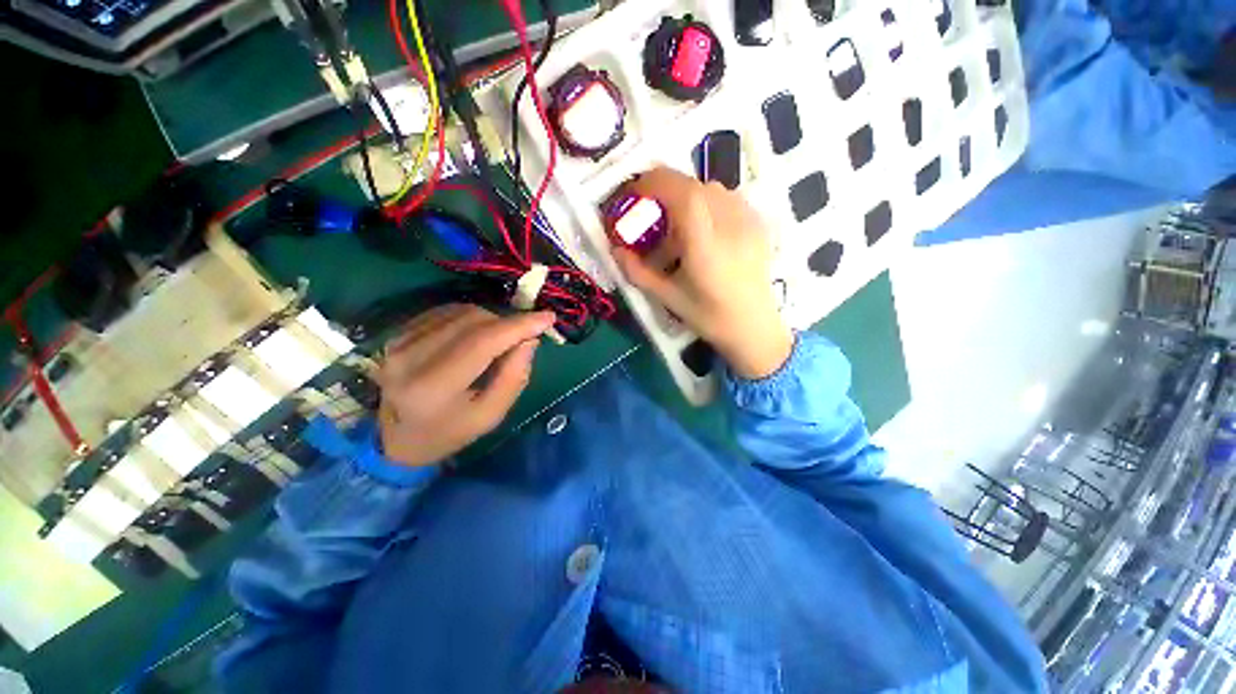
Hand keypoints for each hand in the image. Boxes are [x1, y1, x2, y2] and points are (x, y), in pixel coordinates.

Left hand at [376, 305, 555, 466]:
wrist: (395, 436)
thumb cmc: (449, 432)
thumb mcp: (490, 416)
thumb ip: (514, 378)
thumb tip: (530, 339)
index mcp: (433, 388)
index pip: (482, 343)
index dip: (518, 326)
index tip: (548, 317)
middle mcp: (410, 358)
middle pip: (473, 321)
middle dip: (507, 324)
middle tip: (523, 337)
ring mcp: (399, 342)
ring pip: (461, 312)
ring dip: (490, 320)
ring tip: (498, 341)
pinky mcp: (398, 333)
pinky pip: (446, 312)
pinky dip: (471, 318)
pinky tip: (475, 335)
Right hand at [611, 167, 792, 378]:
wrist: (755, 328)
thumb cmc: (710, 317)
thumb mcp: (668, 298)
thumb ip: (638, 271)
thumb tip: (615, 248)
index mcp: (706, 245)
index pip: (682, 192)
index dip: (653, 183)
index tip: (634, 194)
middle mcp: (731, 224)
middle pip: (693, 186)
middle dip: (665, 192)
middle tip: (651, 216)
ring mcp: (749, 221)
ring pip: (711, 189)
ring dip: (686, 199)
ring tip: (679, 229)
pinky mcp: (759, 223)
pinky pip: (727, 198)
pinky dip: (706, 204)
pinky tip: (704, 231)